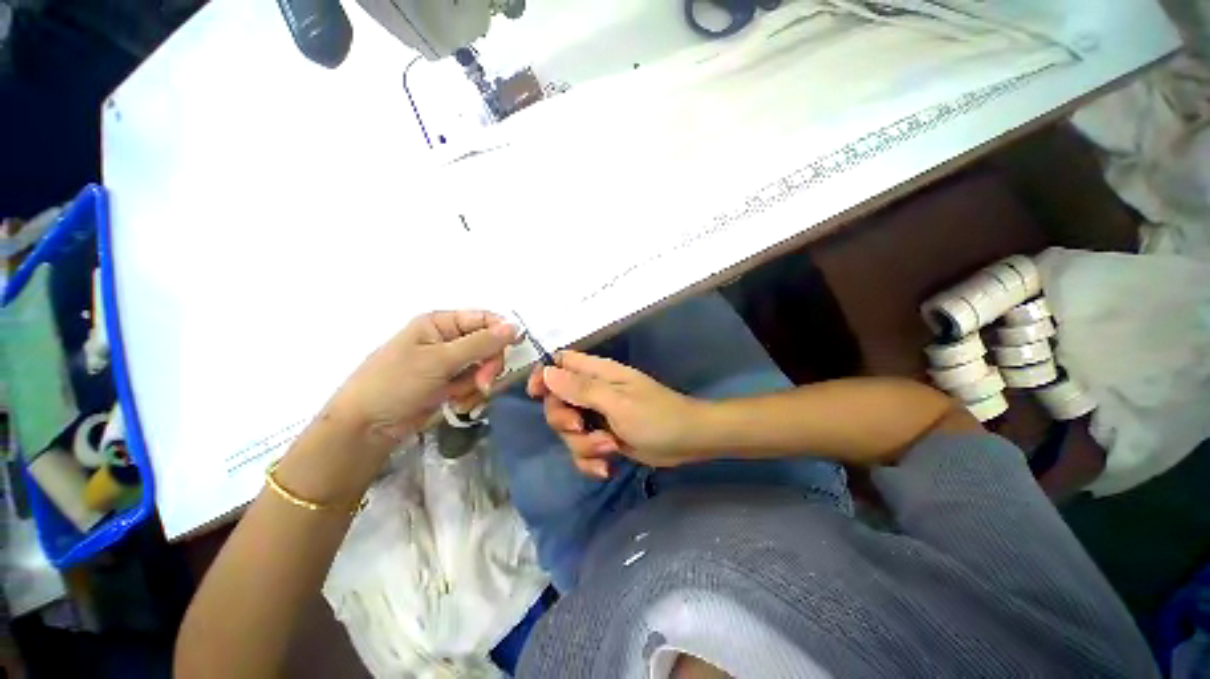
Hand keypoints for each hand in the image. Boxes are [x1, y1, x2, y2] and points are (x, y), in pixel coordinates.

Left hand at [327, 310, 517, 444]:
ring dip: (479, 383)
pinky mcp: (451, 384)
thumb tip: (515, 326)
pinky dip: (470, 394)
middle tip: (483, 382)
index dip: (501, 333)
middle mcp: (448, 339)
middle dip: (488, 365)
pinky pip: (476, 383)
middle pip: (489, 345)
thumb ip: (481, 343)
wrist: (367, 427)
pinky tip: (456, 403)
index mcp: (441, 323)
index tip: (511, 350)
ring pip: (485, 367)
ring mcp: (450, 363)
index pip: (484, 319)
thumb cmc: (396, 383)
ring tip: (460, 396)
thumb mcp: (440, 360)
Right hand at [527, 351, 705, 477]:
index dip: (544, 375)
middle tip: (583, 428)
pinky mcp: (604, 438)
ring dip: (583, 446)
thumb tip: (547, 373)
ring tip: (610, 449)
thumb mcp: (617, 402)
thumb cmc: (656, 416)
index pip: (560, 363)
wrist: (687, 441)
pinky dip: (591, 460)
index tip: (536, 396)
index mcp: (598, 373)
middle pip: (557, 402)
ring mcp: (598, 416)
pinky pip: (582, 450)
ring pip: (569, 432)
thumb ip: (581, 389)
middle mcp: (594, 392)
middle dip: (564, 421)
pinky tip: (608, 466)